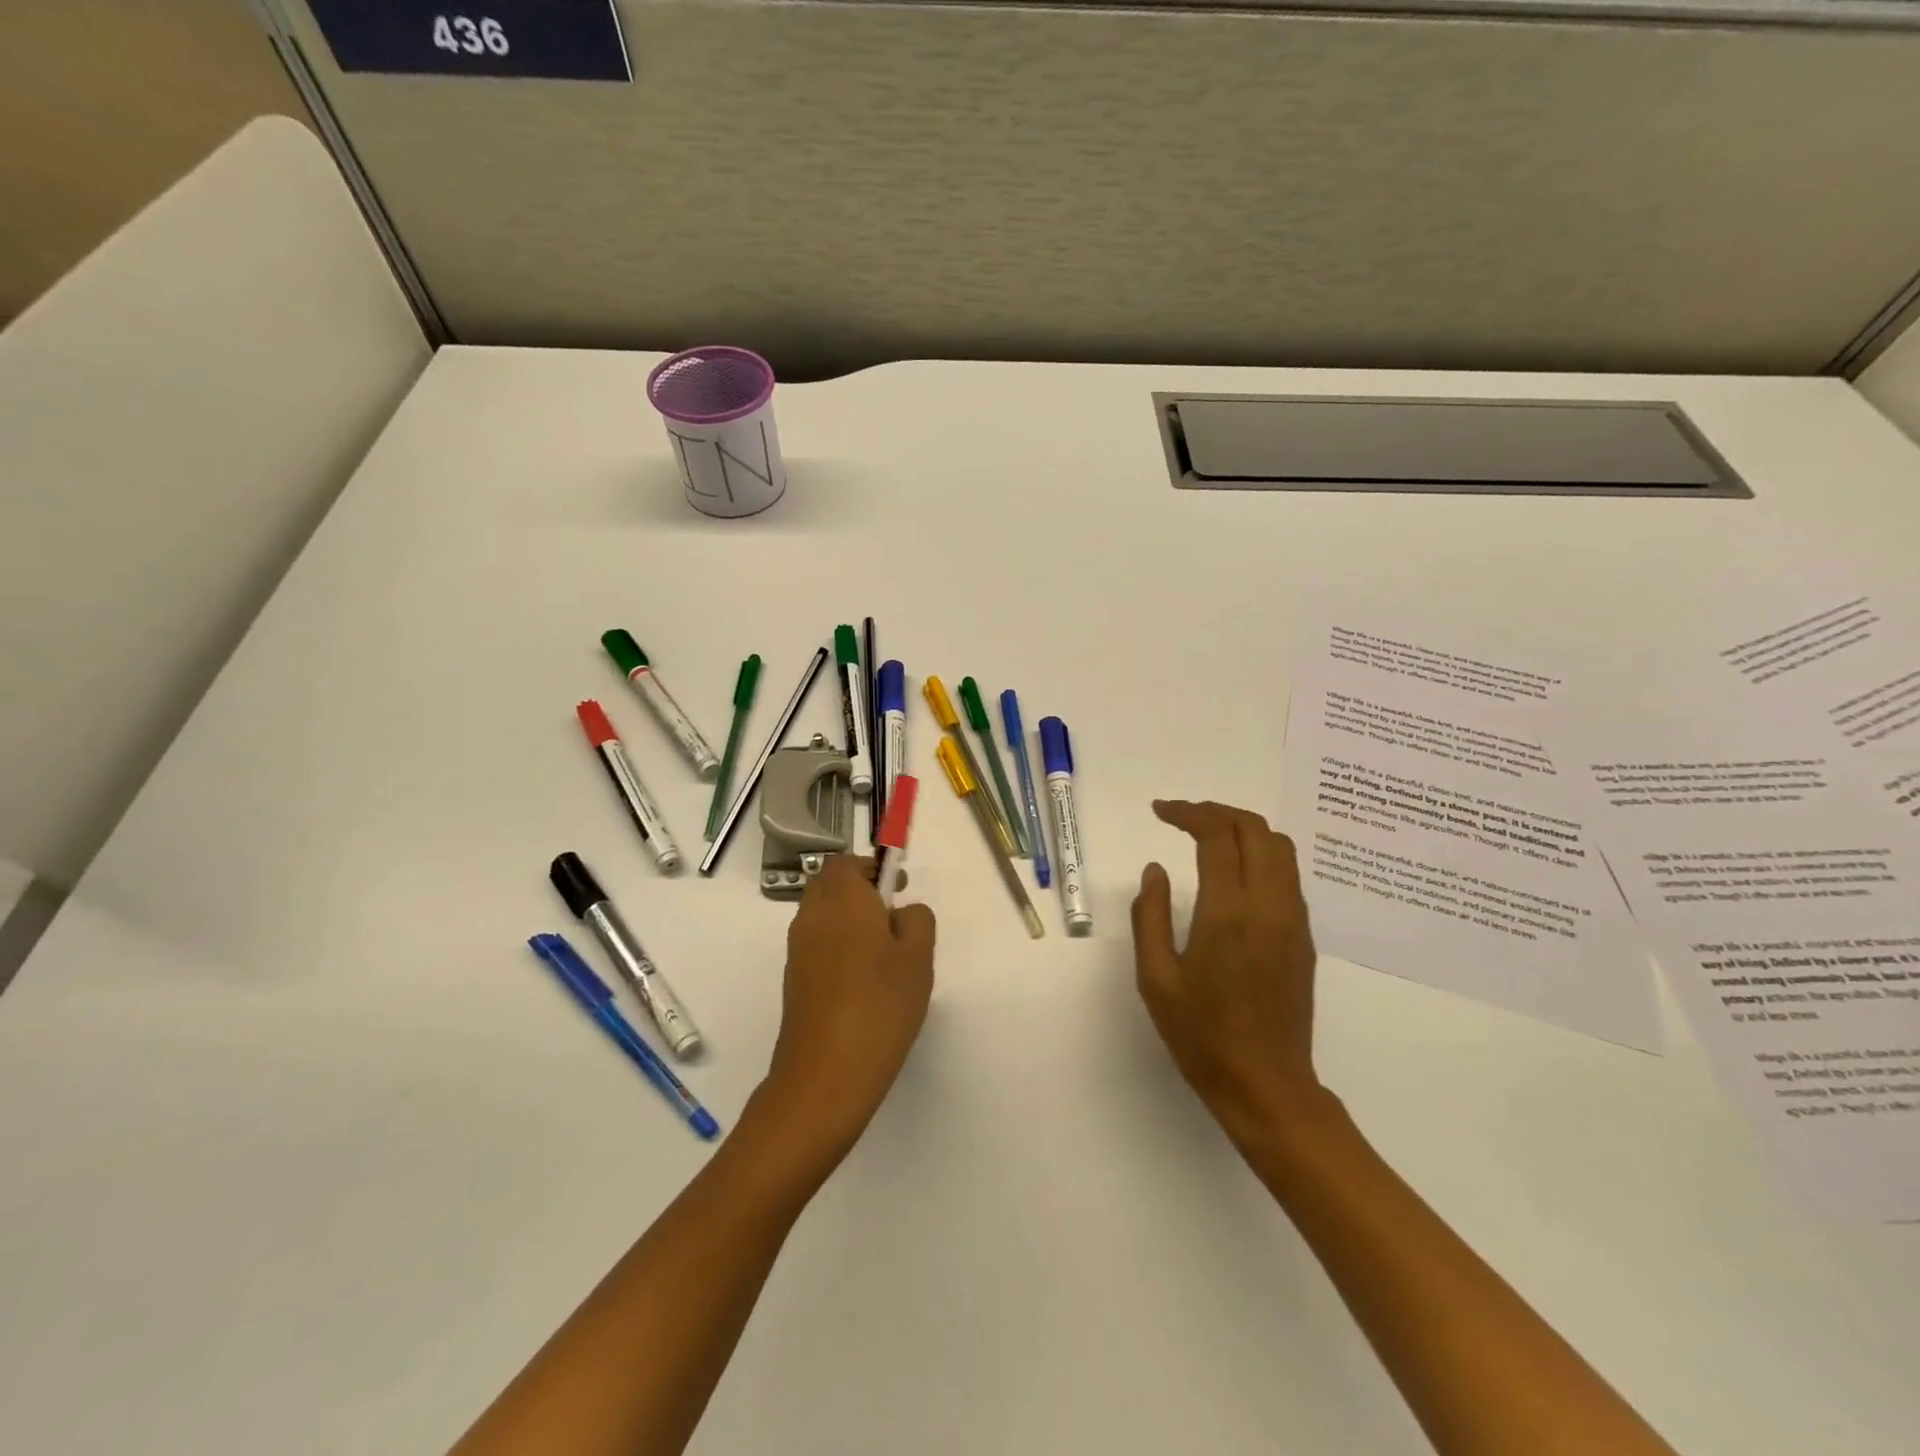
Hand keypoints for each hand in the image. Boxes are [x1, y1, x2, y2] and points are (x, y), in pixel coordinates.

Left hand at [761, 856, 935, 1164]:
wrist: (826, 1074)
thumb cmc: (880, 1005)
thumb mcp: (918, 957)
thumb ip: (917, 920)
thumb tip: (902, 912)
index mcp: (842, 899)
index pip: (847, 862)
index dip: (872, 868)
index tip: (897, 889)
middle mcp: (812, 916)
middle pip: (831, 885)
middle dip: (860, 892)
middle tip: (894, 920)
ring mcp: (798, 949)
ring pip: (824, 916)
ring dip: (850, 921)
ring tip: (885, 956)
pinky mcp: (794, 980)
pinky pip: (818, 945)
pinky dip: (839, 947)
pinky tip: (865, 983)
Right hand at [1131, 800, 1323, 1146]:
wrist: (1266, 1085)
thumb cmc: (1201, 1035)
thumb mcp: (1156, 978)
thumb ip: (1150, 915)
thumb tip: (1155, 870)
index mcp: (1228, 913)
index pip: (1217, 835)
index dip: (1188, 813)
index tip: (1160, 811)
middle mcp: (1269, 905)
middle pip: (1255, 829)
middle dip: (1217, 811)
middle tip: (1182, 817)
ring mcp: (1293, 920)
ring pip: (1279, 847)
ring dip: (1243, 829)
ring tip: (1207, 836)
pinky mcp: (1304, 936)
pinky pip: (1287, 874)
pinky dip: (1259, 854)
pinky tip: (1233, 872)